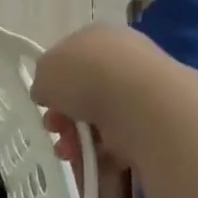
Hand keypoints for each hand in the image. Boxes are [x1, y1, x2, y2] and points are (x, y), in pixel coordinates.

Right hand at [32, 23, 165, 166]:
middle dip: (63, 118)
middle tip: (55, 129)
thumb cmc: (86, 76)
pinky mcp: (154, 125)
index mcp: (98, 37)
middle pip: (83, 94)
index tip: (44, 102)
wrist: (141, 104)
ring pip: (98, 121)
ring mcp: (141, 93)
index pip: (70, 59)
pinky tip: (92, 161)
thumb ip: (43, 82)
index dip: (53, 83)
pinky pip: (119, 143)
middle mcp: (123, 60)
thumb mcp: (44, 71)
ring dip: (76, 140)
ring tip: (70, 152)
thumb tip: (50, 95)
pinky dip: (102, 155)